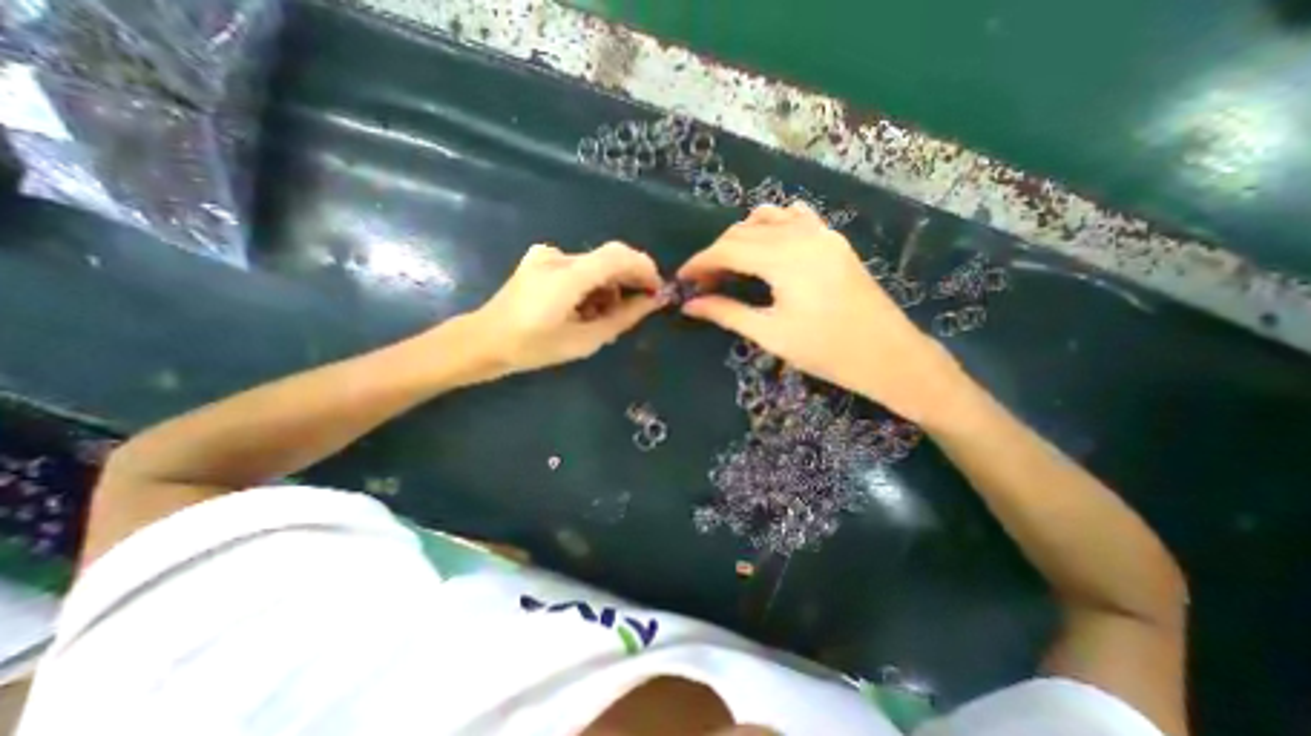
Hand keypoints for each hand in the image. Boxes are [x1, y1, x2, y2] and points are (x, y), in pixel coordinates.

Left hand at [464, 242, 665, 377]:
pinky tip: (585, 307)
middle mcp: (557, 256)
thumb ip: (623, 318)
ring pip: (595, 264)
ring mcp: (546, 255)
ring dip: (609, 286)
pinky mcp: (540, 260)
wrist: (483, 341)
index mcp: (567, 276)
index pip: (619, 256)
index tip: (656, 290)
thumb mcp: (585, 340)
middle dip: (629, 280)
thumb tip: (652, 302)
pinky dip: (591, 284)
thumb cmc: (533, 348)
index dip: (644, 268)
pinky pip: (579, 266)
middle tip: (637, 306)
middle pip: (609, 257)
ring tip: (604, 315)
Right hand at [682, 200, 959, 419]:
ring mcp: (821, 233)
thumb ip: (726, 313)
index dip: (699, 262)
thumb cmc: (826, 350)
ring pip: (767, 219)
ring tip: (730, 266)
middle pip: (742, 232)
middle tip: (703, 282)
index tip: (681, 278)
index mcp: (783, 259)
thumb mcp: (770, 334)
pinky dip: (771, 227)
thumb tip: (690, 305)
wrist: (888, 355)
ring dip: (740, 238)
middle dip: (716, 254)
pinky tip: (766, 247)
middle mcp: (801, 235)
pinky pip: (795, 218)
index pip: (727, 249)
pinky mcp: (833, 240)